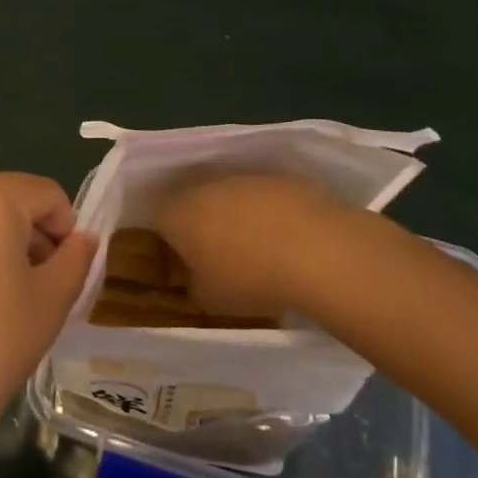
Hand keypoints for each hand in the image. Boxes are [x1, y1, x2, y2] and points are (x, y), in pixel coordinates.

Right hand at [158, 173, 378, 318]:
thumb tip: (197, 277)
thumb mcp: (209, 300)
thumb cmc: (250, 278)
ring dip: (237, 216)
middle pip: (193, 203)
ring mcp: (243, 177)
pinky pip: (263, 196)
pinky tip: (287, 239)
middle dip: (202, 225)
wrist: (317, 250)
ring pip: (229, 196)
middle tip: (219, 256)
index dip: (170, 243)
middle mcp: (203, 186)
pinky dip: (269, 213)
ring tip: (259, 249)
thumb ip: (193, 285)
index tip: (186, 264)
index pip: (159, 222)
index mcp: (177, 214)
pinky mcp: (279, 177)